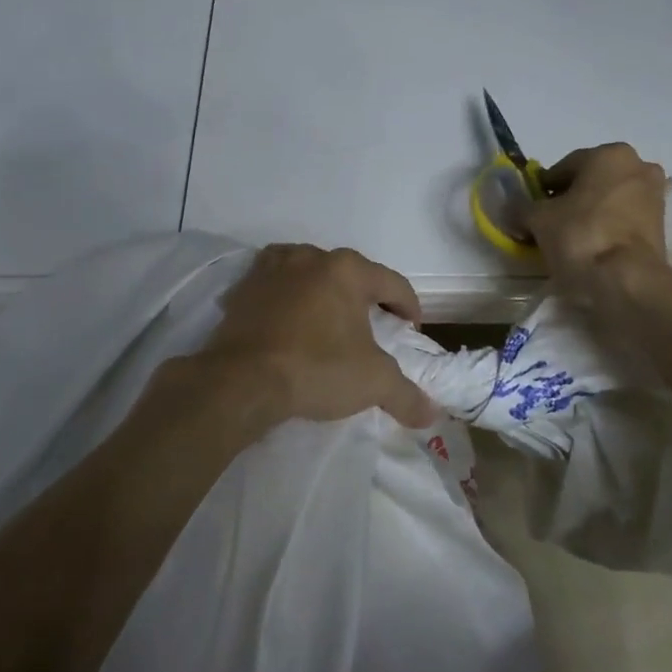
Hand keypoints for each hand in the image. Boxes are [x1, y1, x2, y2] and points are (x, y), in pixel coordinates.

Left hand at [195, 245, 439, 429]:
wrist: (240, 380)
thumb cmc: (316, 369)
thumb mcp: (372, 383)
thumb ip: (406, 395)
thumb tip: (431, 414)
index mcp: (347, 270)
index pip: (392, 283)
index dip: (409, 307)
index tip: (411, 330)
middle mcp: (310, 258)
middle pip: (350, 274)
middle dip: (365, 298)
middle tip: (374, 327)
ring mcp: (272, 268)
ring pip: (310, 273)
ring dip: (323, 292)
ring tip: (329, 320)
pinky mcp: (243, 287)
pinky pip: (275, 285)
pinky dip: (288, 297)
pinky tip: (290, 321)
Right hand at [528, 143, 669, 288]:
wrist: (627, 280)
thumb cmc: (581, 236)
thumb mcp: (538, 219)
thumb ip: (521, 207)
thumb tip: (510, 206)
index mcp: (609, 154)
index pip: (563, 167)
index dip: (542, 190)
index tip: (531, 212)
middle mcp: (638, 166)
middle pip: (590, 182)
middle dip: (569, 200)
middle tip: (549, 225)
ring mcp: (655, 195)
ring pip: (608, 200)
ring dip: (588, 214)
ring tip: (568, 240)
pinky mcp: (661, 224)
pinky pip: (623, 219)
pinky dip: (606, 228)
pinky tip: (591, 248)